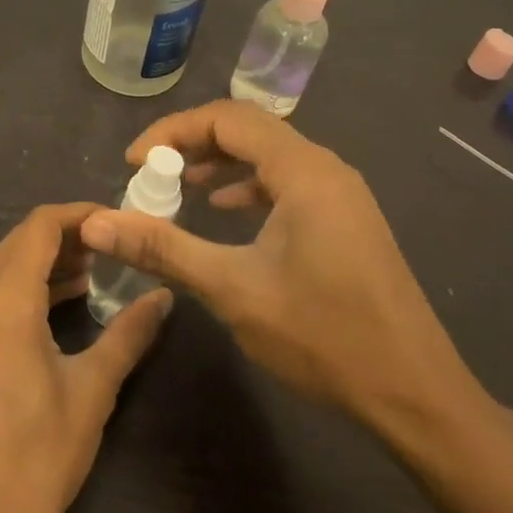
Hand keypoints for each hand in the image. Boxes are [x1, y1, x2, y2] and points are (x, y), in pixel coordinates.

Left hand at [0, 203, 172, 512]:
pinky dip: (28, 284)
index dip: (81, 215)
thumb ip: (127, 335)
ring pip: (5, 264)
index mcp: (2, 301)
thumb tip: (164, 297)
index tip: (120, 220)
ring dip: (48, 260)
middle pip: (21, 240)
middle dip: (69, 236)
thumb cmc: (32, 464)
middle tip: (117, 246)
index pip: (40, 227)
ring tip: (98, 271)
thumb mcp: (90, 395)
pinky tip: (63, 301)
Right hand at [79, 101, 481, 438]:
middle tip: (152, 171)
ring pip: (270, 156)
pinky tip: (227, 212)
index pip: (226, 118)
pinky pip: (288, 182)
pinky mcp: (346, 219)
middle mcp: (325, 168)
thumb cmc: (324, 336)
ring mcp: (341, 194)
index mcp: (303, 171)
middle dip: (194, 143)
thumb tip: (96, 222)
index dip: (173, 131)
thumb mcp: (232, 289)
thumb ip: (163, 247)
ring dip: (222, 164)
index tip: (134, 162)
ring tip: (181, 187)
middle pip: (249, 130)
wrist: (416, 394)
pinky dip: (250, 187)